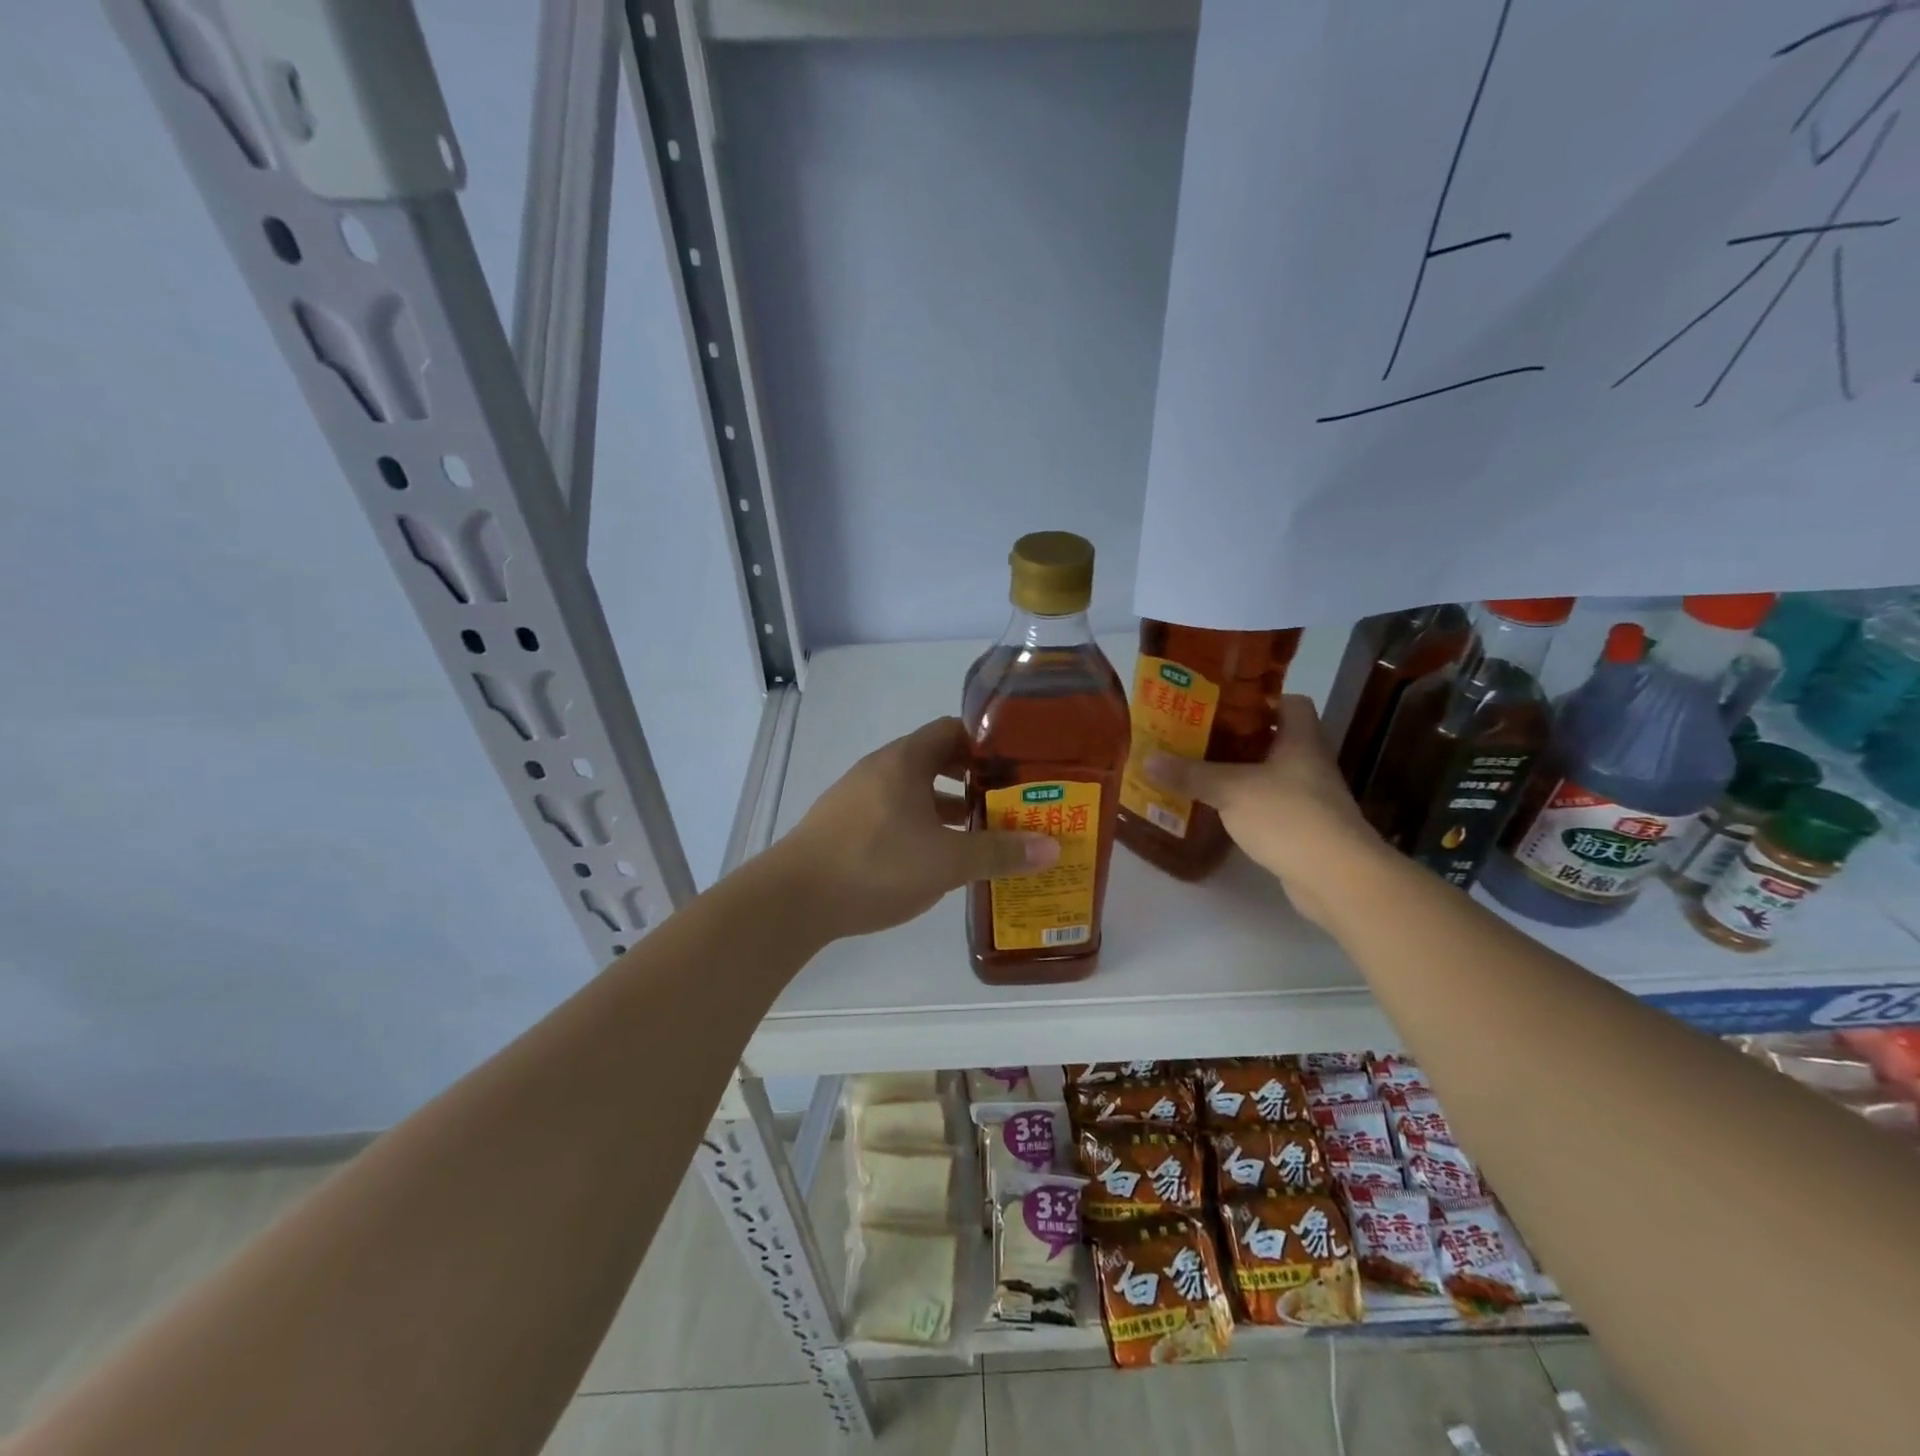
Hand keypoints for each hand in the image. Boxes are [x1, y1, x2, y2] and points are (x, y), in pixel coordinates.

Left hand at [776, 717, 1059, 941]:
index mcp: (905, 760)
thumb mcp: (947, 861)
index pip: (953, 731)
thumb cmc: (876, 865)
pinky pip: (893, 813)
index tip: (1017, 765)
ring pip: (913, 790)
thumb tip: (1052, 847)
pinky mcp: (843, 825)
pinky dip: (919, 825)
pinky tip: (934, 856)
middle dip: (971, 779)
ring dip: (945, 806)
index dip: (987, 744)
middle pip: (934, 760)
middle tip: (1008, 801)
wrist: (794, 898)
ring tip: (979, 831)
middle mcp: (879, 768)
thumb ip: (999, 852)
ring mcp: (857, 796)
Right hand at [1145, 695, 1386, 927]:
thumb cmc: (1288, 816)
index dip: (1260, 699)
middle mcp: (1309, 763)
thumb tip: (1147, 758)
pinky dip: (1245, 803)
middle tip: (1197, 734)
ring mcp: (1309, 798)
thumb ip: (1190, 773)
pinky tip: (1217, 808)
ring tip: (1198, 769)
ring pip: (1270, 773)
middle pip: (1274, 738)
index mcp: (1301, 740)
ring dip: (1239, 771)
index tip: (1224, 702)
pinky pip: (1269, 805)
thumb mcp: (1231, 789)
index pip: (1291, 702)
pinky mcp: (1303, 828)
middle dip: (1237, 736)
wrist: (1336, 877)